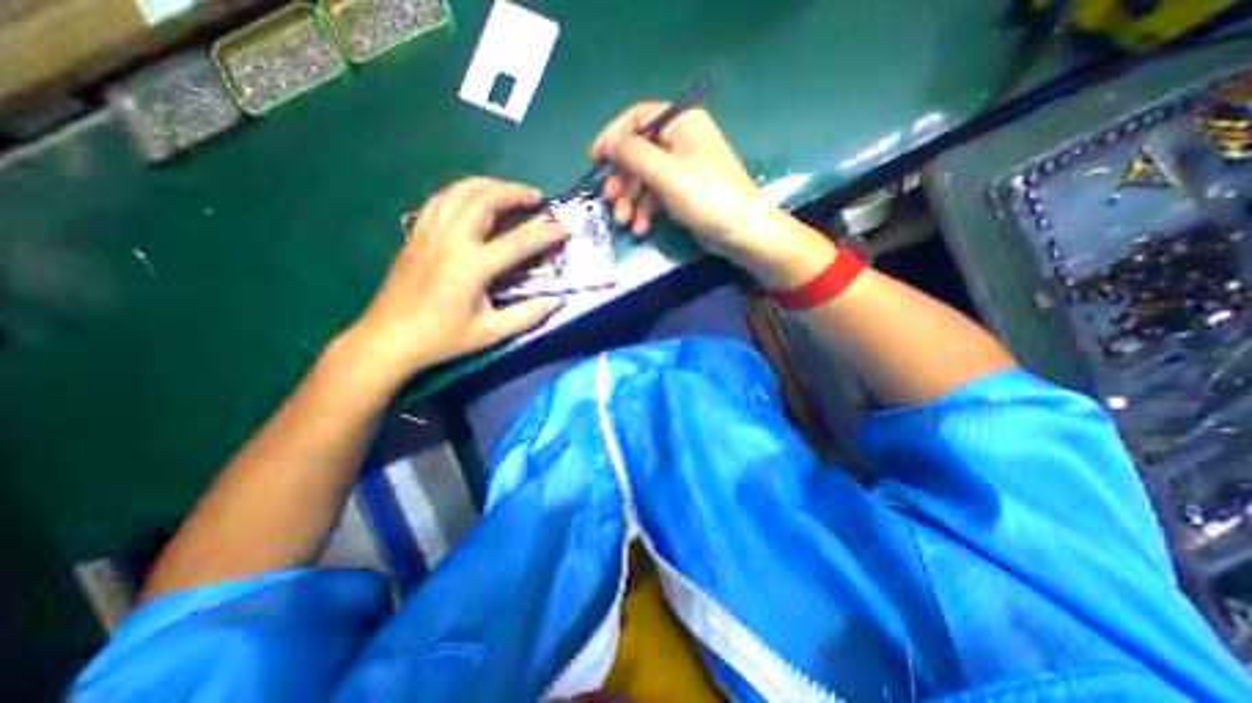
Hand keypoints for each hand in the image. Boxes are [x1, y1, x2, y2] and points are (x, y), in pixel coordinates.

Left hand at [336, 177, 565, 382]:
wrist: (389, 339)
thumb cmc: (443, 338)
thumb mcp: (491, 332)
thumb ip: (528, 315)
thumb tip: (557, 301)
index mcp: (471, 266)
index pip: (518, 242)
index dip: (546, 234)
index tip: (566, 229)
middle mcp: (450, 240)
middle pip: (484, 199)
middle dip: (515, 192)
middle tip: (536, 198)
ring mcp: (429, 233)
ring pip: (459, 191)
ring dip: (489, 185)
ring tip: (509, 192)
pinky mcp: (416, 234)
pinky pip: (441, 200)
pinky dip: (462, 192)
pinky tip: (474, 199)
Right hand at [591, 101, 840, 287]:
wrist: (741, 233)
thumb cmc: (706, 197)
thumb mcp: (666, 173)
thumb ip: (633, 154)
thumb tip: (609, 144)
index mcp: (681, 124)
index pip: (638, 119)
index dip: (613, 137)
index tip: (594, 161)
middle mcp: (681, 141)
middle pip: (639, 152)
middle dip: (622, 179)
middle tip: (610, 201)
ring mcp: (683, 169)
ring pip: (645, 178)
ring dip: (631, 200)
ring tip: (625, 222)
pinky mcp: (683, 194)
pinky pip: (656, 196)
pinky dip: (645, 211)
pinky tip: (641, 228)